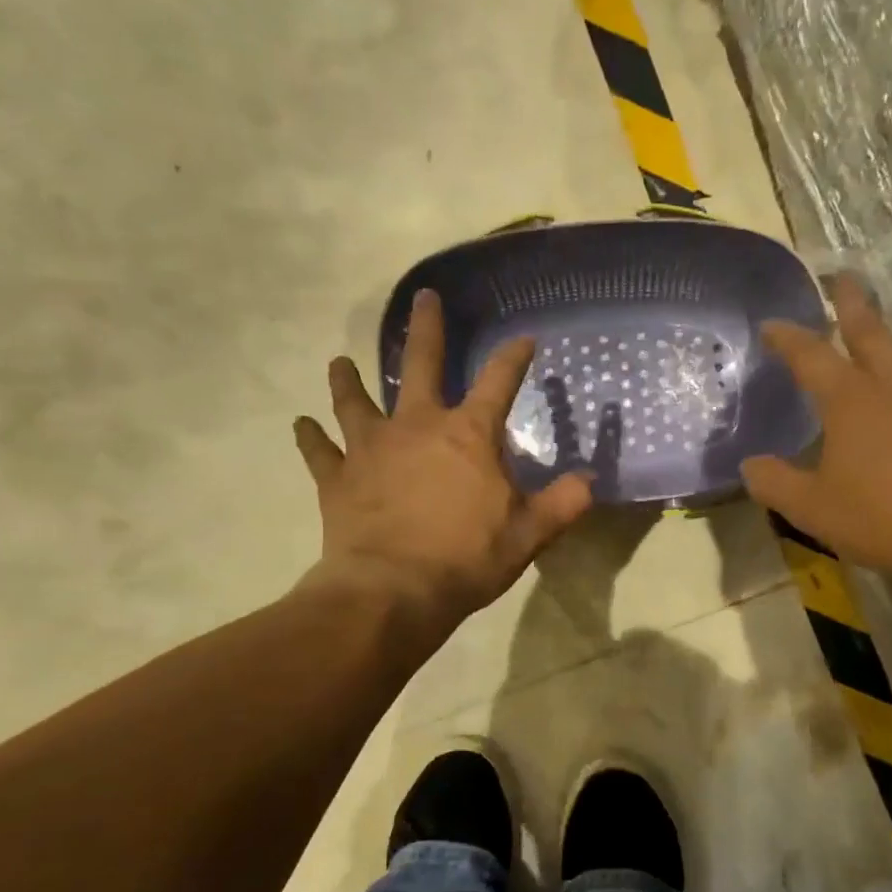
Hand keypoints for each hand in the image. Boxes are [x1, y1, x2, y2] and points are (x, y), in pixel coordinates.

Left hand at [295, 289, 592, 627]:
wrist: (393, 593)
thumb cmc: (466, 559)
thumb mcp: (528, 534)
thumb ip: (562, 503)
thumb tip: (590, 481)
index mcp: (468, 435)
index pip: (499, 382)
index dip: (514, 357)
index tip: (524, 338)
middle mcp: (416, 426)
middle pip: (420, 365)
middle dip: (426, 329)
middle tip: (422, 298)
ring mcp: (371, 448)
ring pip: (355, 400)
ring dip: (348, 380)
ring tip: (340, 362)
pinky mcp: (337, 478)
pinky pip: (319, 450)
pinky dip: (310, 437)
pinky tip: (301, 425)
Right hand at [740, 277, 891, 588]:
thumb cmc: (888, 518)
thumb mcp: (815, 510)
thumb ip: (776, 484)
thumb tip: (749, 465)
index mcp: (851, 400)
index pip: (810, 356)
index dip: (788, 338)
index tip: (772, 324)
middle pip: (870, 330)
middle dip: (852, 303)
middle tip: (844, 276)